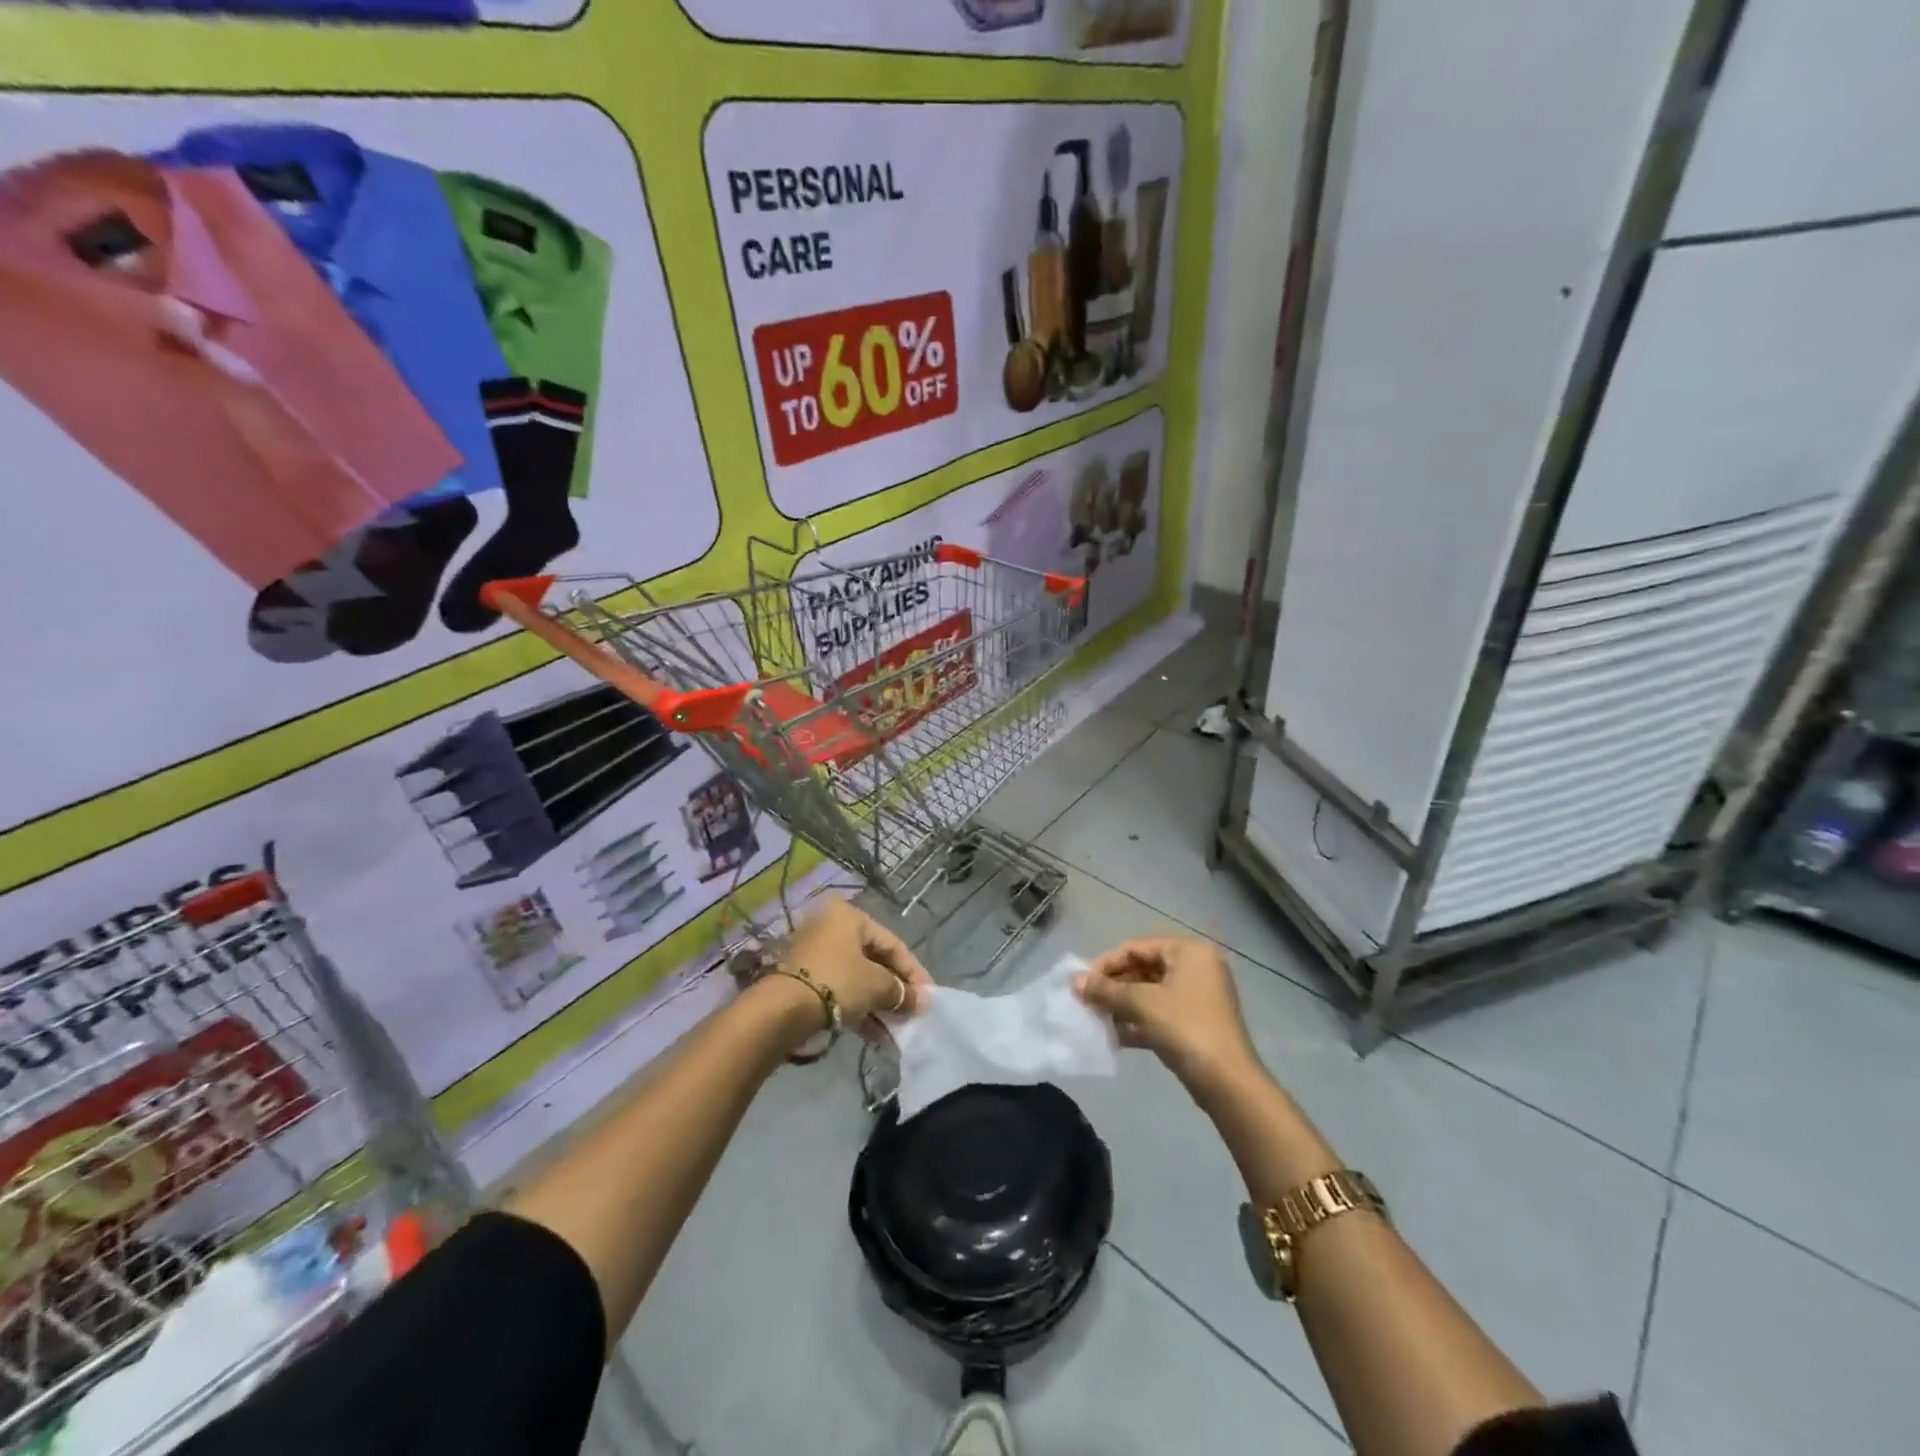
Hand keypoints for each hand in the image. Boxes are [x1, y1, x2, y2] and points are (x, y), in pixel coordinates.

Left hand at [779, 896, 930, 1037]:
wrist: (782, 1010)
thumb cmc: (837, 982)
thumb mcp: (876, 985)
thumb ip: (902, 992)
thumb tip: (922, 1001)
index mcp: (849, 916)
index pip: (893, 943)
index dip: (914, 972)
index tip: (928, 996)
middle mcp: (831, 928)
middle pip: (875, 961)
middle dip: (895, 991)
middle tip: (913, 1013)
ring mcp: (816, 955)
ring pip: (858, 980)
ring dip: (880, 1005)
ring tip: (898, 1030)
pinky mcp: (806, 981)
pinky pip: (842, 992)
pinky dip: (860, 1011)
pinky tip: (878, 1037)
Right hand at [1074, 936, 1260, 1096]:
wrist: (1227, 1082)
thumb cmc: (1184, 1027)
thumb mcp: (1141, 1003)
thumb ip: (1106, 990)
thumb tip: (1075, 981)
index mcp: (1188, 951)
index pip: (1136, 947)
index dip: (1105, 963)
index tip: (1081, 981)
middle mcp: (1197, 967)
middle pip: (1144, 969)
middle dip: (1114, 986)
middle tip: (1086, 1001)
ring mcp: (1199, 997)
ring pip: (1151, 993)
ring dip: (1123, 1005)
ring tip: (1096, 1018)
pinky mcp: (1197, 1024)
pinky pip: (1161, 1013)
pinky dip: (1139, 1021)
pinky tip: (1115, 1036)